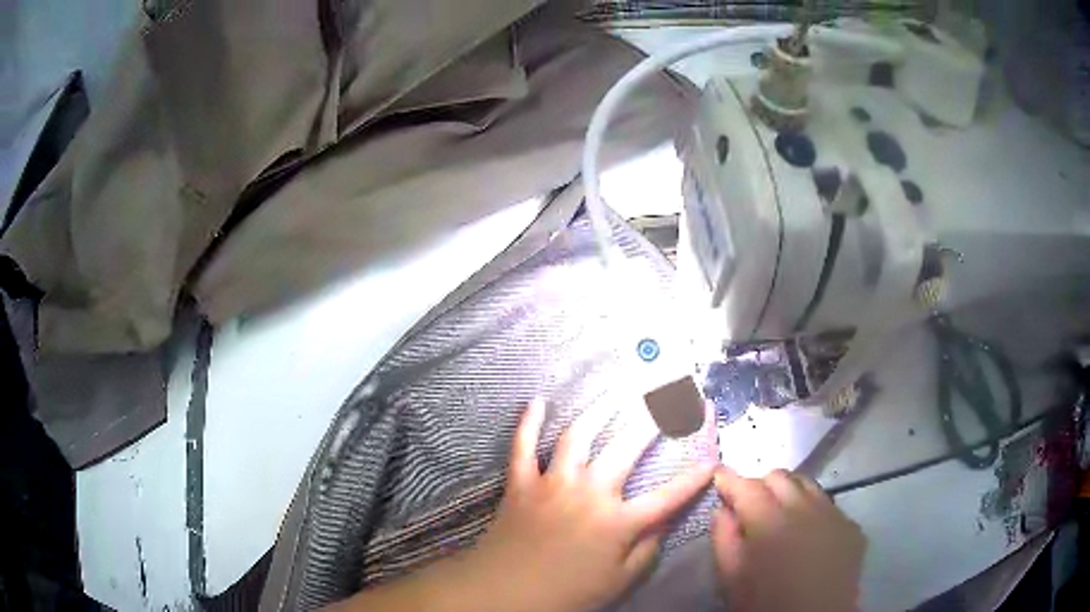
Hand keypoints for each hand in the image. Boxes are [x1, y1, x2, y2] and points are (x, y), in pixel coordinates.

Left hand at [464, 398, 714, 611]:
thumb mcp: (619, 580)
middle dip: (651, 419)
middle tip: (665, 395)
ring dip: (599, 409)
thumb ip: (647, 548)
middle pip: (627, 447)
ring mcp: (553, 483)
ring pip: (579, 435)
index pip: (668, 496)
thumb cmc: (567, 593)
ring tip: (616, 390)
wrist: (504, 593)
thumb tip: (666, 521)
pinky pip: (523, 445)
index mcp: (618, 522)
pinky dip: (528, 422)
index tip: (712, 459)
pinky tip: (537, 401)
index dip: (693, 478)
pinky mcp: (521, 482)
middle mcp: (590, 493)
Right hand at [712, 468, 865, 611]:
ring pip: (807, 485)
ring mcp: (834, 514)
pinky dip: (812, 510)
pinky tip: (807, 534)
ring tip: (779, 517)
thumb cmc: (765, 604)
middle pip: (779, 476)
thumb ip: (724, 540)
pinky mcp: (851, 525)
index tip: (718, 479)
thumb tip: (723, 510)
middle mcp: (806, 509)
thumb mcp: (732, 579)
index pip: (746, 486)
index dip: (729, 479)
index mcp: (771, 523)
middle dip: (759, 486)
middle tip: (748, 508)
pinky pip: (827, 504)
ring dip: (788, 494)